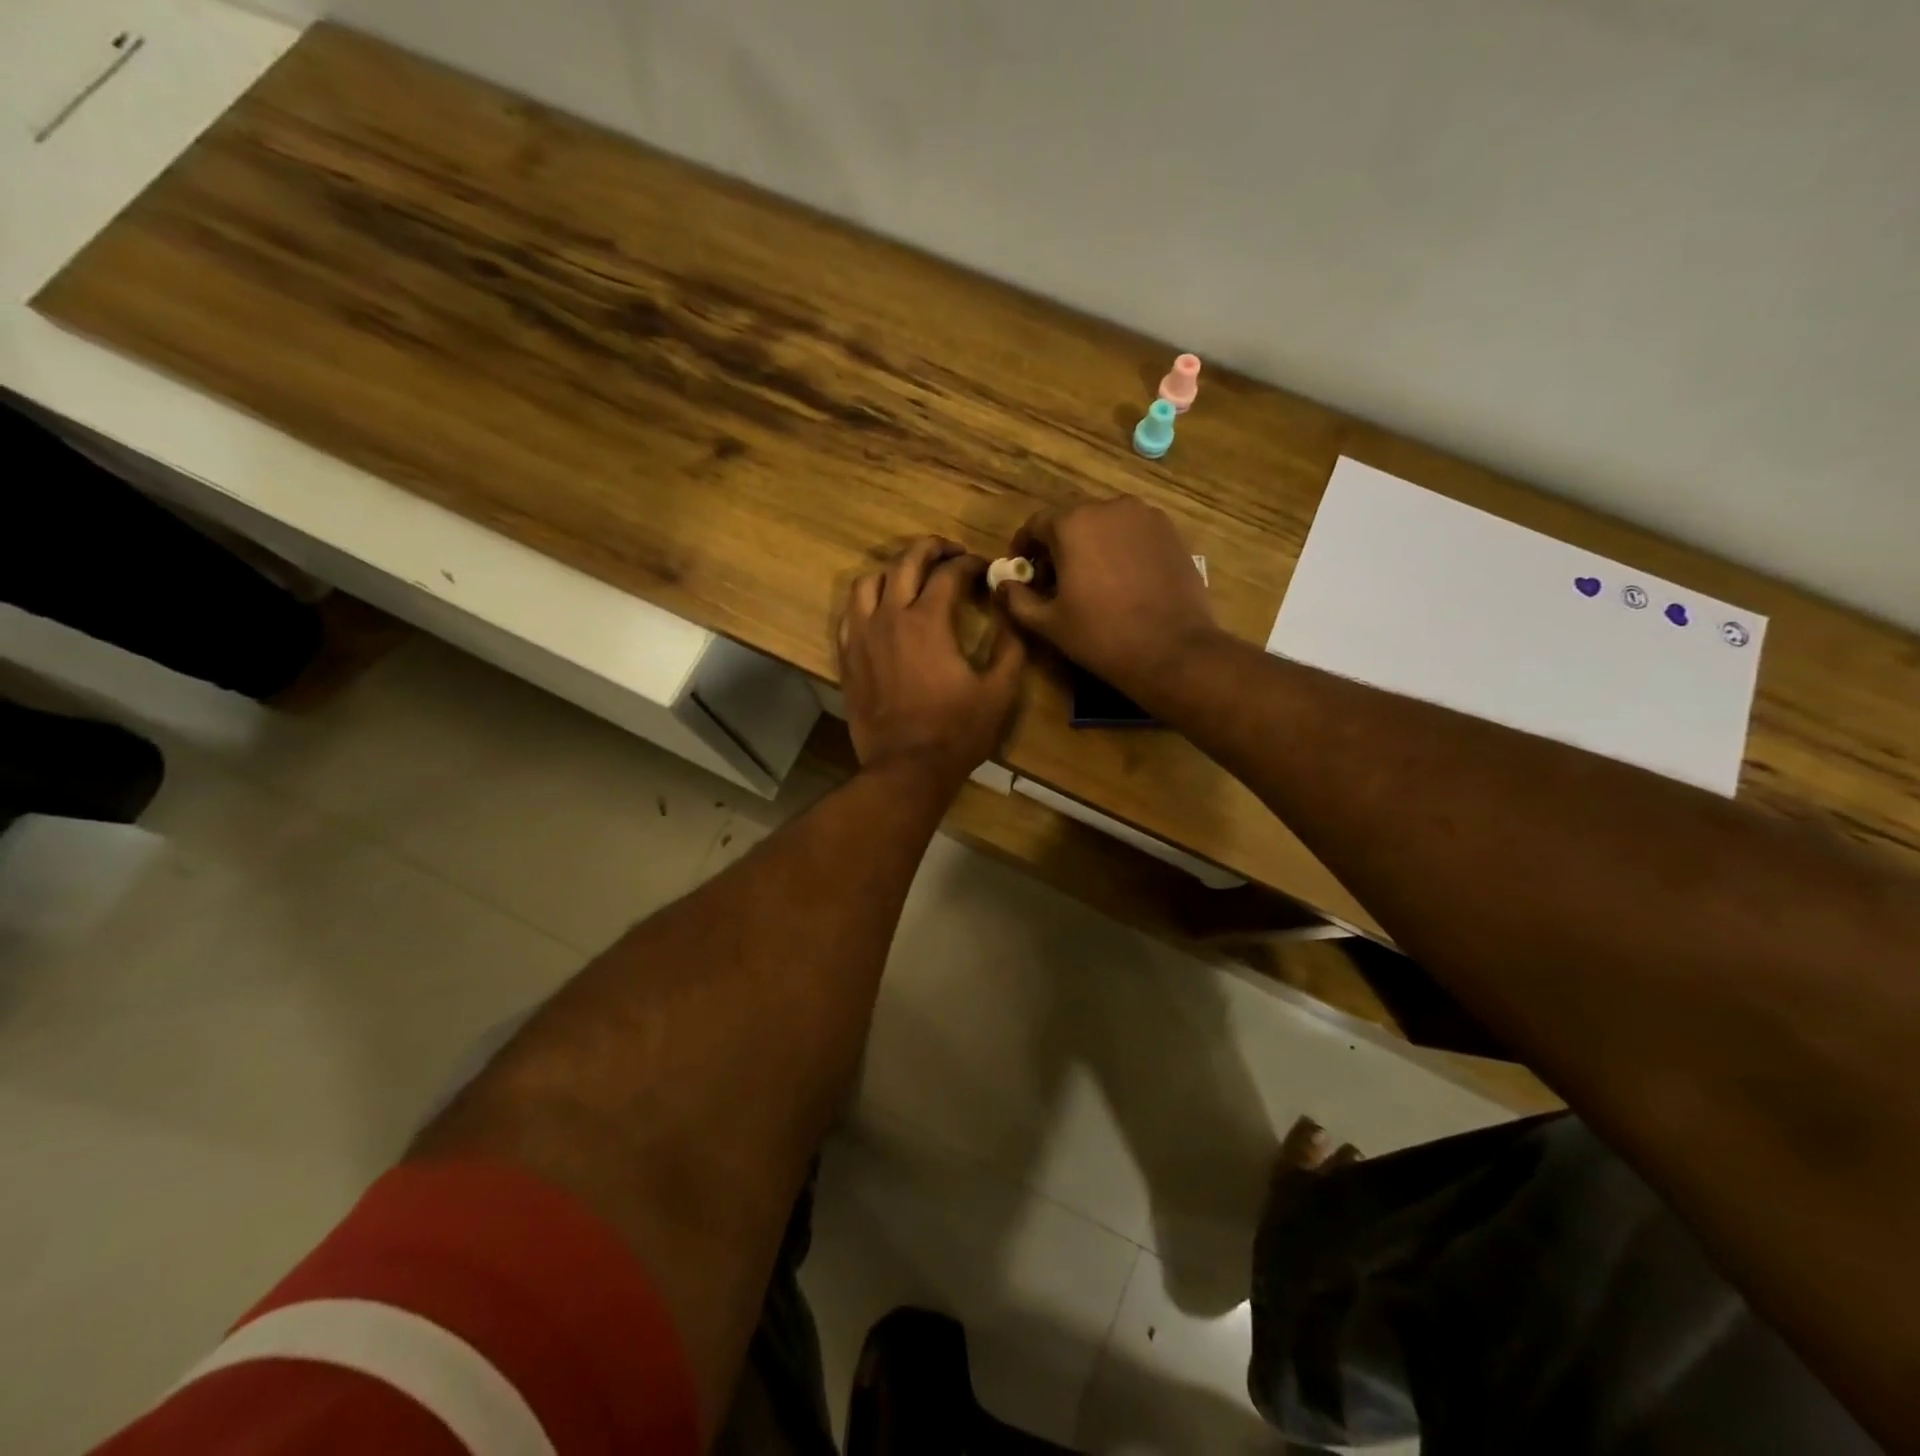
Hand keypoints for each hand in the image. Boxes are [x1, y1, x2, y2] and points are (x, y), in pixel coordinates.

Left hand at [839, 537, 1025, 788]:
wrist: (905, 769)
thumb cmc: (956, 732)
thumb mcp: (999, 692)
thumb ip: (1011, 646)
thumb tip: (1011, 611)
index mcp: (928, 621)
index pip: (949, 573)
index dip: (971, 564)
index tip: (985, 569)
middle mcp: (890, 618)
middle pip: (905, 562)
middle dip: (932, 548)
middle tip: (951, 553)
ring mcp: (862, 636)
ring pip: (868, 581)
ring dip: (893, 571)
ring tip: (912, 578)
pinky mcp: (847, 657)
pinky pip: (849, 613)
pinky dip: (867, 601)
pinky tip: (882, 611)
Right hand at [997, 497, 1218, 698]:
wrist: (1172, 649)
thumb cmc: (1101, 636)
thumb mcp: (1049, 623)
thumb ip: (1017, 599)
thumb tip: (1002, 584)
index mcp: (1073, 523)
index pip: (1036, 525)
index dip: (1024, 548)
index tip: (1022, 572)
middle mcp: (1109, 507)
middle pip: (1072, 521)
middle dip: (1058, 546)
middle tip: (1055, 580)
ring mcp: (1145, 516)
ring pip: (1105, 525)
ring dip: (1090, 545)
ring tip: (1090, 580)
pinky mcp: (1170, 532)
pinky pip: (1133, 533)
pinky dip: (1120, 548)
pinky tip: (1122, 580)